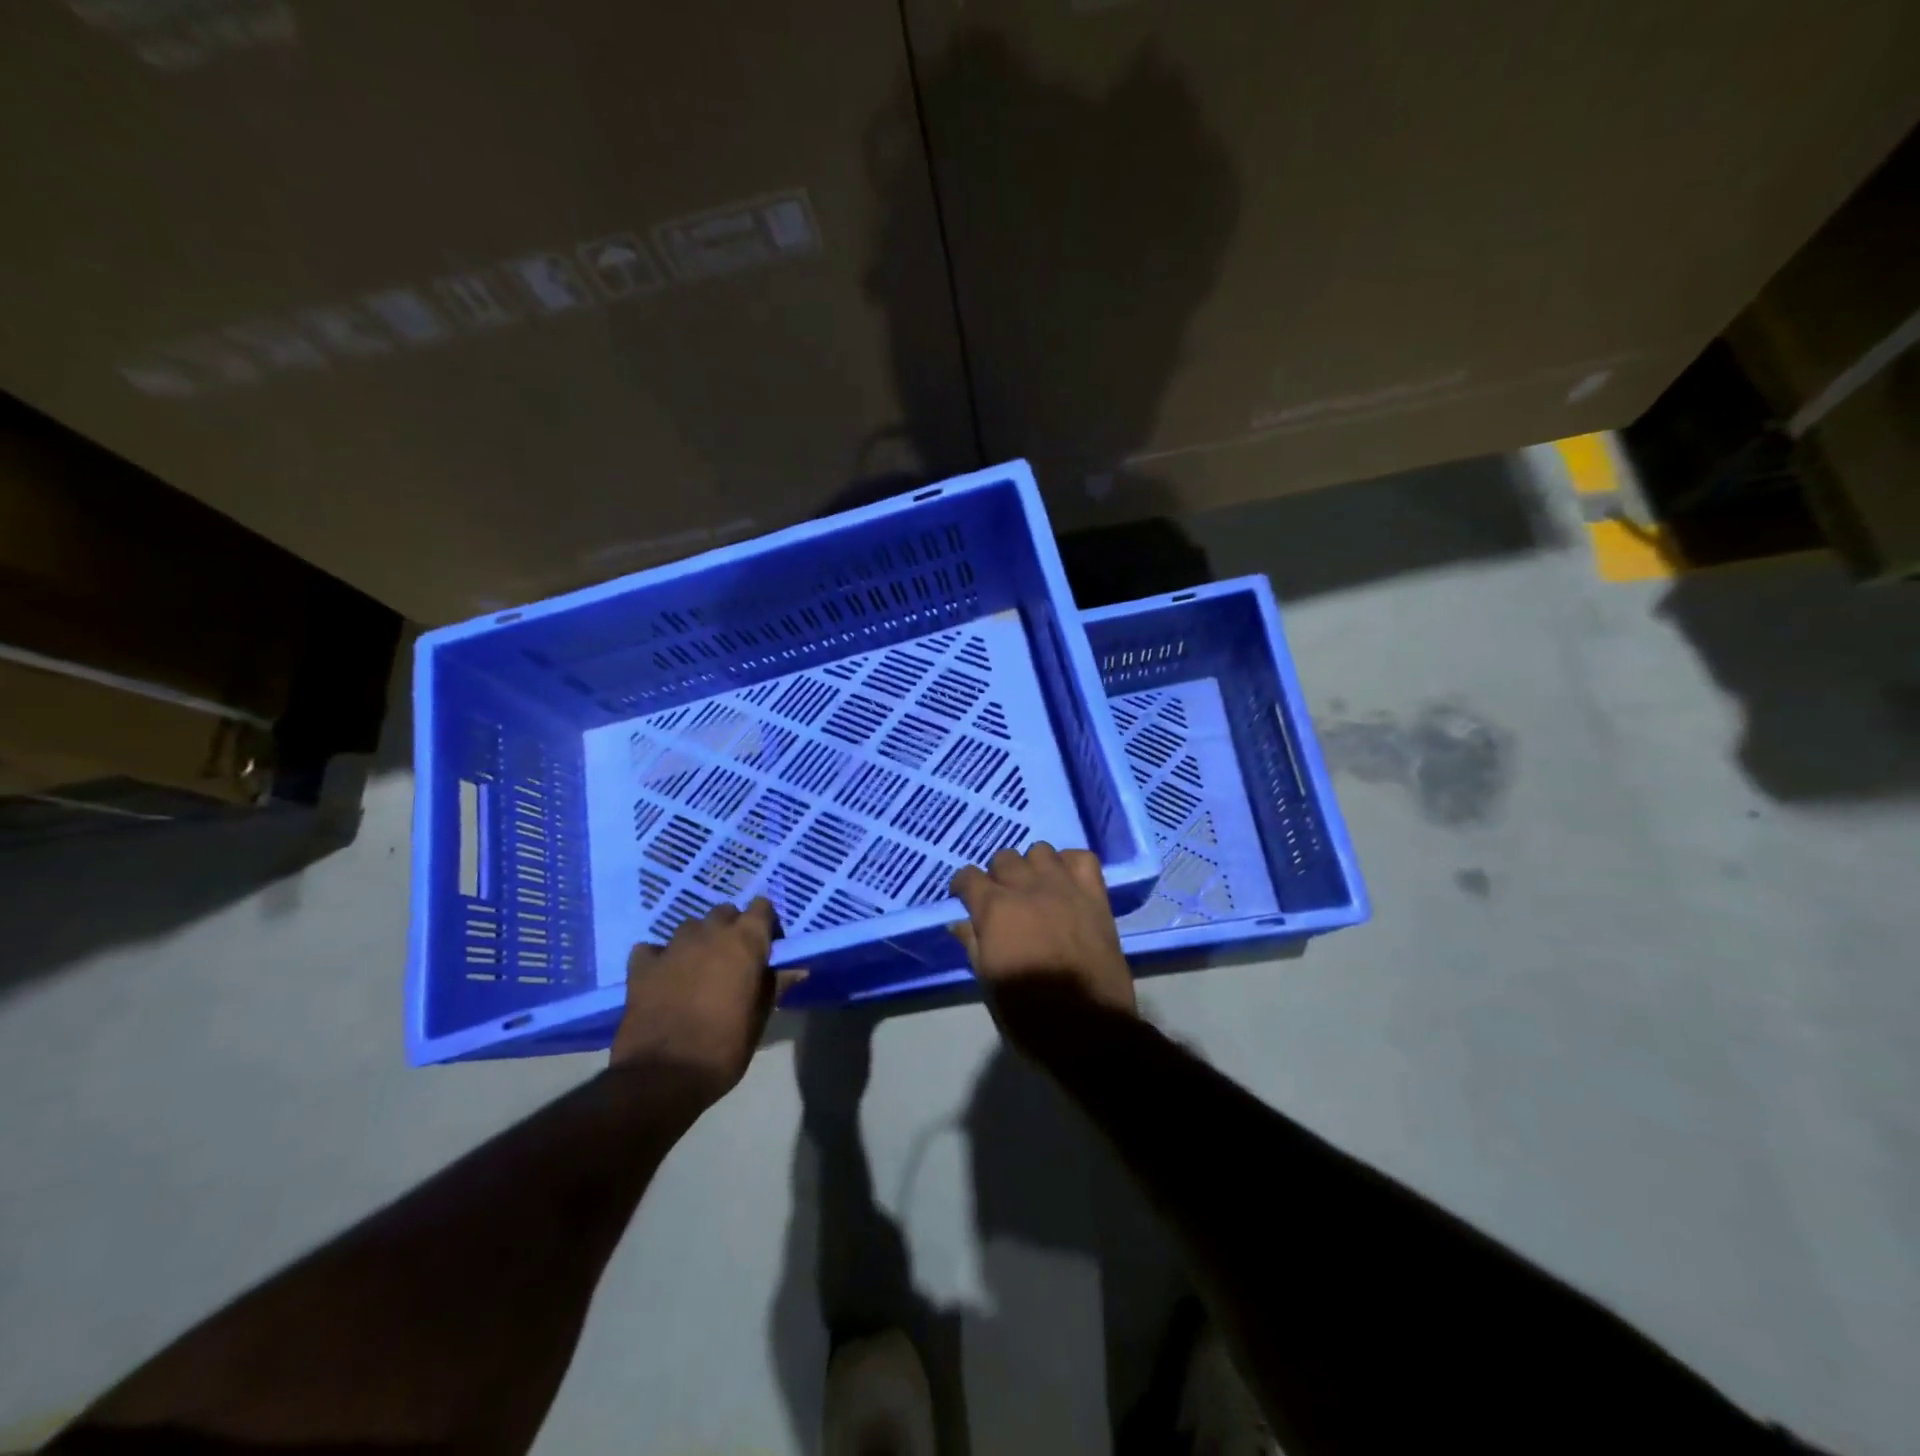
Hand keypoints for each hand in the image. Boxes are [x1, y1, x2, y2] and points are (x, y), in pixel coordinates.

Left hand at [611, 899, 796, 1099]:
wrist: (662, 1077)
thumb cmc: (723, 1048)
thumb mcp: (759, 1019)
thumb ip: (775, 985)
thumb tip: (796, 969)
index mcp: (744, 942)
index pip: (762, 907)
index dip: (766, 925)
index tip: (768, 947)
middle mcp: (709, 933)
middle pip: (725, 913)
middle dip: (731, 929)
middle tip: (734, 960)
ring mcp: (672, 946)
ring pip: (690, 927)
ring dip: (698, 941)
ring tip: (699, 969)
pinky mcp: (641, 965)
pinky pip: (653, 948)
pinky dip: (660, 958)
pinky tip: (663, 977)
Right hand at [950, 844, 1134, 1041]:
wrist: (1089, 1030)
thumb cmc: (1029, 1015)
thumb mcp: (988, 982)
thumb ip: (973, 944)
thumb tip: (960, 923)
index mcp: (995, 910)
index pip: (968, 877)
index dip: (963, 886)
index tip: (964, 898)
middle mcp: (1027, 888)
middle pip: (1004, 858)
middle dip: (997, 876)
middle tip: (1001, 899)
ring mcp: (1064, 888)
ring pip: (1041, 851)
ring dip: (1032, 867)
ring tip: (1035, 888)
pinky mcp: (1095, 896)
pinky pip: (1082, 858)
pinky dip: (1070, 864)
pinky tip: (1065, 882)